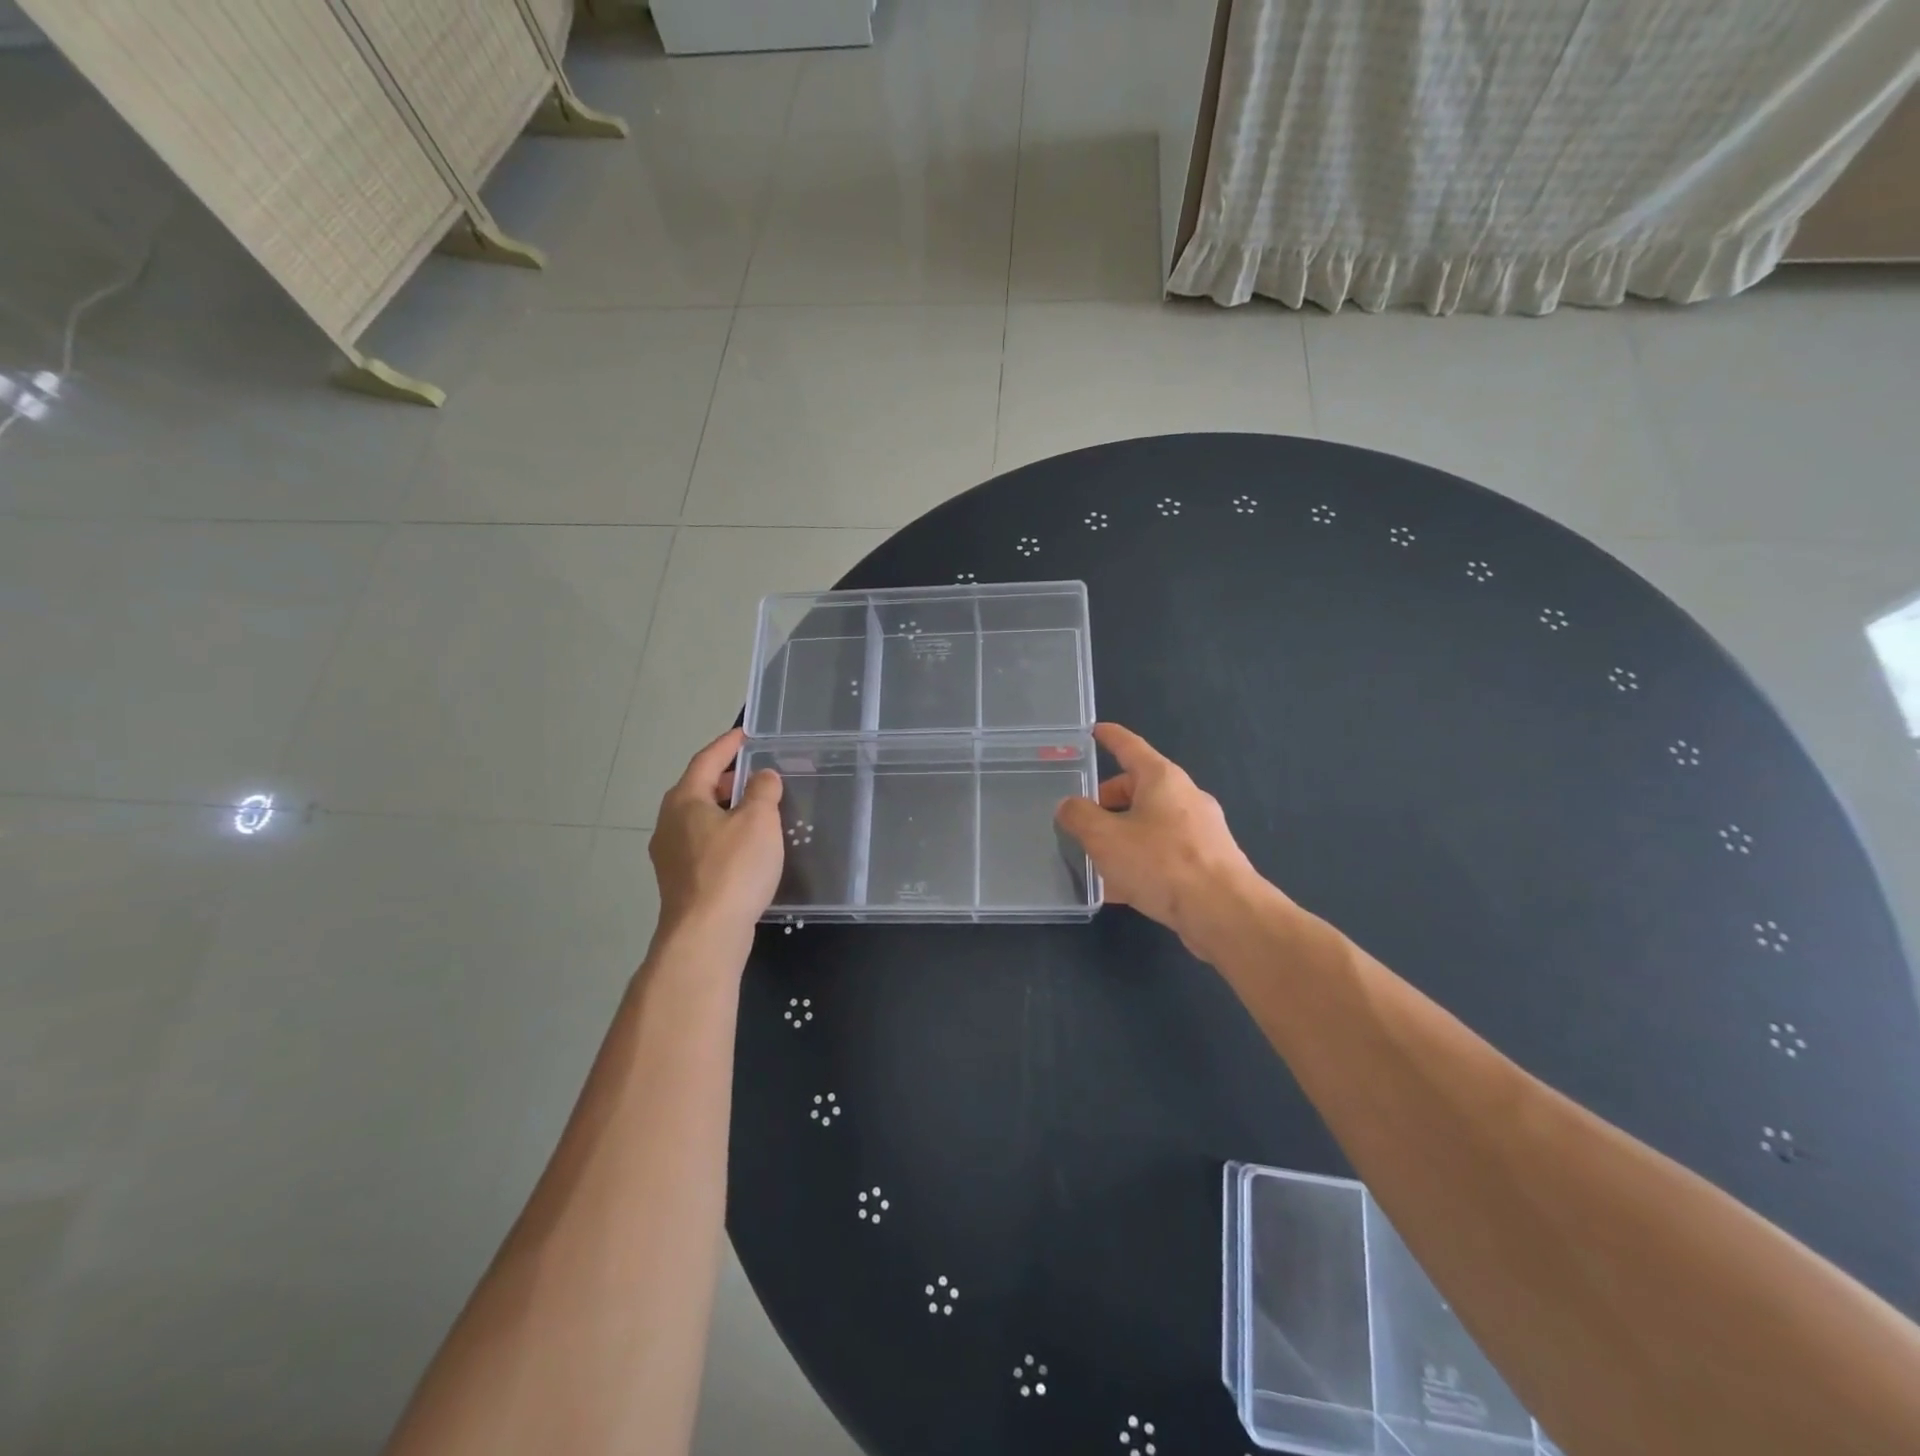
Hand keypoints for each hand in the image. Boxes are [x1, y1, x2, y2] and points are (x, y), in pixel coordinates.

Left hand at [650, 728, 784, 940]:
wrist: (705, 934)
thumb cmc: (733, 869)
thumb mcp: (758, 821)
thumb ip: (762, 791)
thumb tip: (762, 776)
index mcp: (684, 800)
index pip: (706, 760)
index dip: (727, 745)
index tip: (746, 734)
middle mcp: (669, 823)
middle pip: (698, 789)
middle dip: (726, 779)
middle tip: (755, 774)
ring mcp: (669, 855)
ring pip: (699, 819)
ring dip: (724, 809)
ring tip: (754, 810)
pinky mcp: (679, 881)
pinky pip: (702, 844)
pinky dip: (722, 834)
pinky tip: (744, 848)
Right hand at [1055, 722, 1269, 957]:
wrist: (1224, 912)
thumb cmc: (1161, 863)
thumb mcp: (1105, 838)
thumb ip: (1079, 817)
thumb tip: (1069, 806)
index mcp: (1162, 779)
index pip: (1130, 747)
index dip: (1109, 737)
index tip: (1094, 730)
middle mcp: (1185, 797)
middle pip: (1138, 789)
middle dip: (1107, 802)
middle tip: (1082, 822)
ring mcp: (1200, 830)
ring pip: (1149, 824)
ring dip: (1121, 836)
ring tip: (1094, 860)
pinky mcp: (1207, 861)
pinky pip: (1163, 852)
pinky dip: (1139, 861)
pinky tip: (1119, 890)